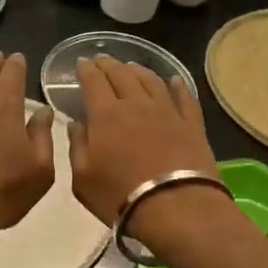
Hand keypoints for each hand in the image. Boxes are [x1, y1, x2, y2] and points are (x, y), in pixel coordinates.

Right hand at [70, 58, 221, 242]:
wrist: (176, 208)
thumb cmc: (120, 195)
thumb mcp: (83, 178)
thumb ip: (77, 146)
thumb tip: (76, 124)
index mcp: (105, 114)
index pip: (93, 81)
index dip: (85, 69)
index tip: (80, 62)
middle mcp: (136, 104)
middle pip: (121, 75)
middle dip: (108, 64)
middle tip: (101, 59)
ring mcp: (167, 112)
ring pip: (151, 81)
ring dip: (138, 70)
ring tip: (131, 66)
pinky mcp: (191, 125)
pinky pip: (184, 98)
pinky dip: (178, 86)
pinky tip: (175, 80)